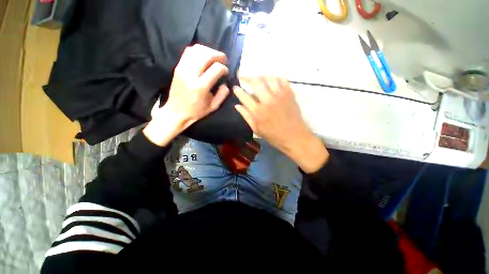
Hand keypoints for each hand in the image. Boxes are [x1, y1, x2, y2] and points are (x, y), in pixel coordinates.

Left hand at [143, 44, 229, 145]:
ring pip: (196, 50)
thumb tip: (225, 83)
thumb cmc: (196, 111)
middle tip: (224, 59)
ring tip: (215, 57)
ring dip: (209, 51)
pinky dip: (198, 51)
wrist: (176, 112)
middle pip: (206, 55)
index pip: (216, 69)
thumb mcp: (213, 107)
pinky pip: (188, 52)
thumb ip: (222, 94)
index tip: (226, 73)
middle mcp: (190, 74)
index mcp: (201, 86)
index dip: (224, 68)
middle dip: (218, 55)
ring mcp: (182, 69)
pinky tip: (204, 57)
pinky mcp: (178, 67)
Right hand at [233, 77, 328, 172]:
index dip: (238, 91)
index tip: (235, 87)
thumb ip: (246, 116)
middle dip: (248, 78)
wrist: (294, 136)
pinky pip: (282, 79)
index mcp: (258, 111)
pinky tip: (273, 82)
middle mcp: (267, 100)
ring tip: (258, 79)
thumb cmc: (274, 136)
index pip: (244, 96)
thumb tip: (237, 105)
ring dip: (261, 77)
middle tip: (245, 78)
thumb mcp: (257, 129)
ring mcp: (280, 95)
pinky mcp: (289, 93)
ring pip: (268, 78)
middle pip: (256, 82)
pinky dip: (276, 78)